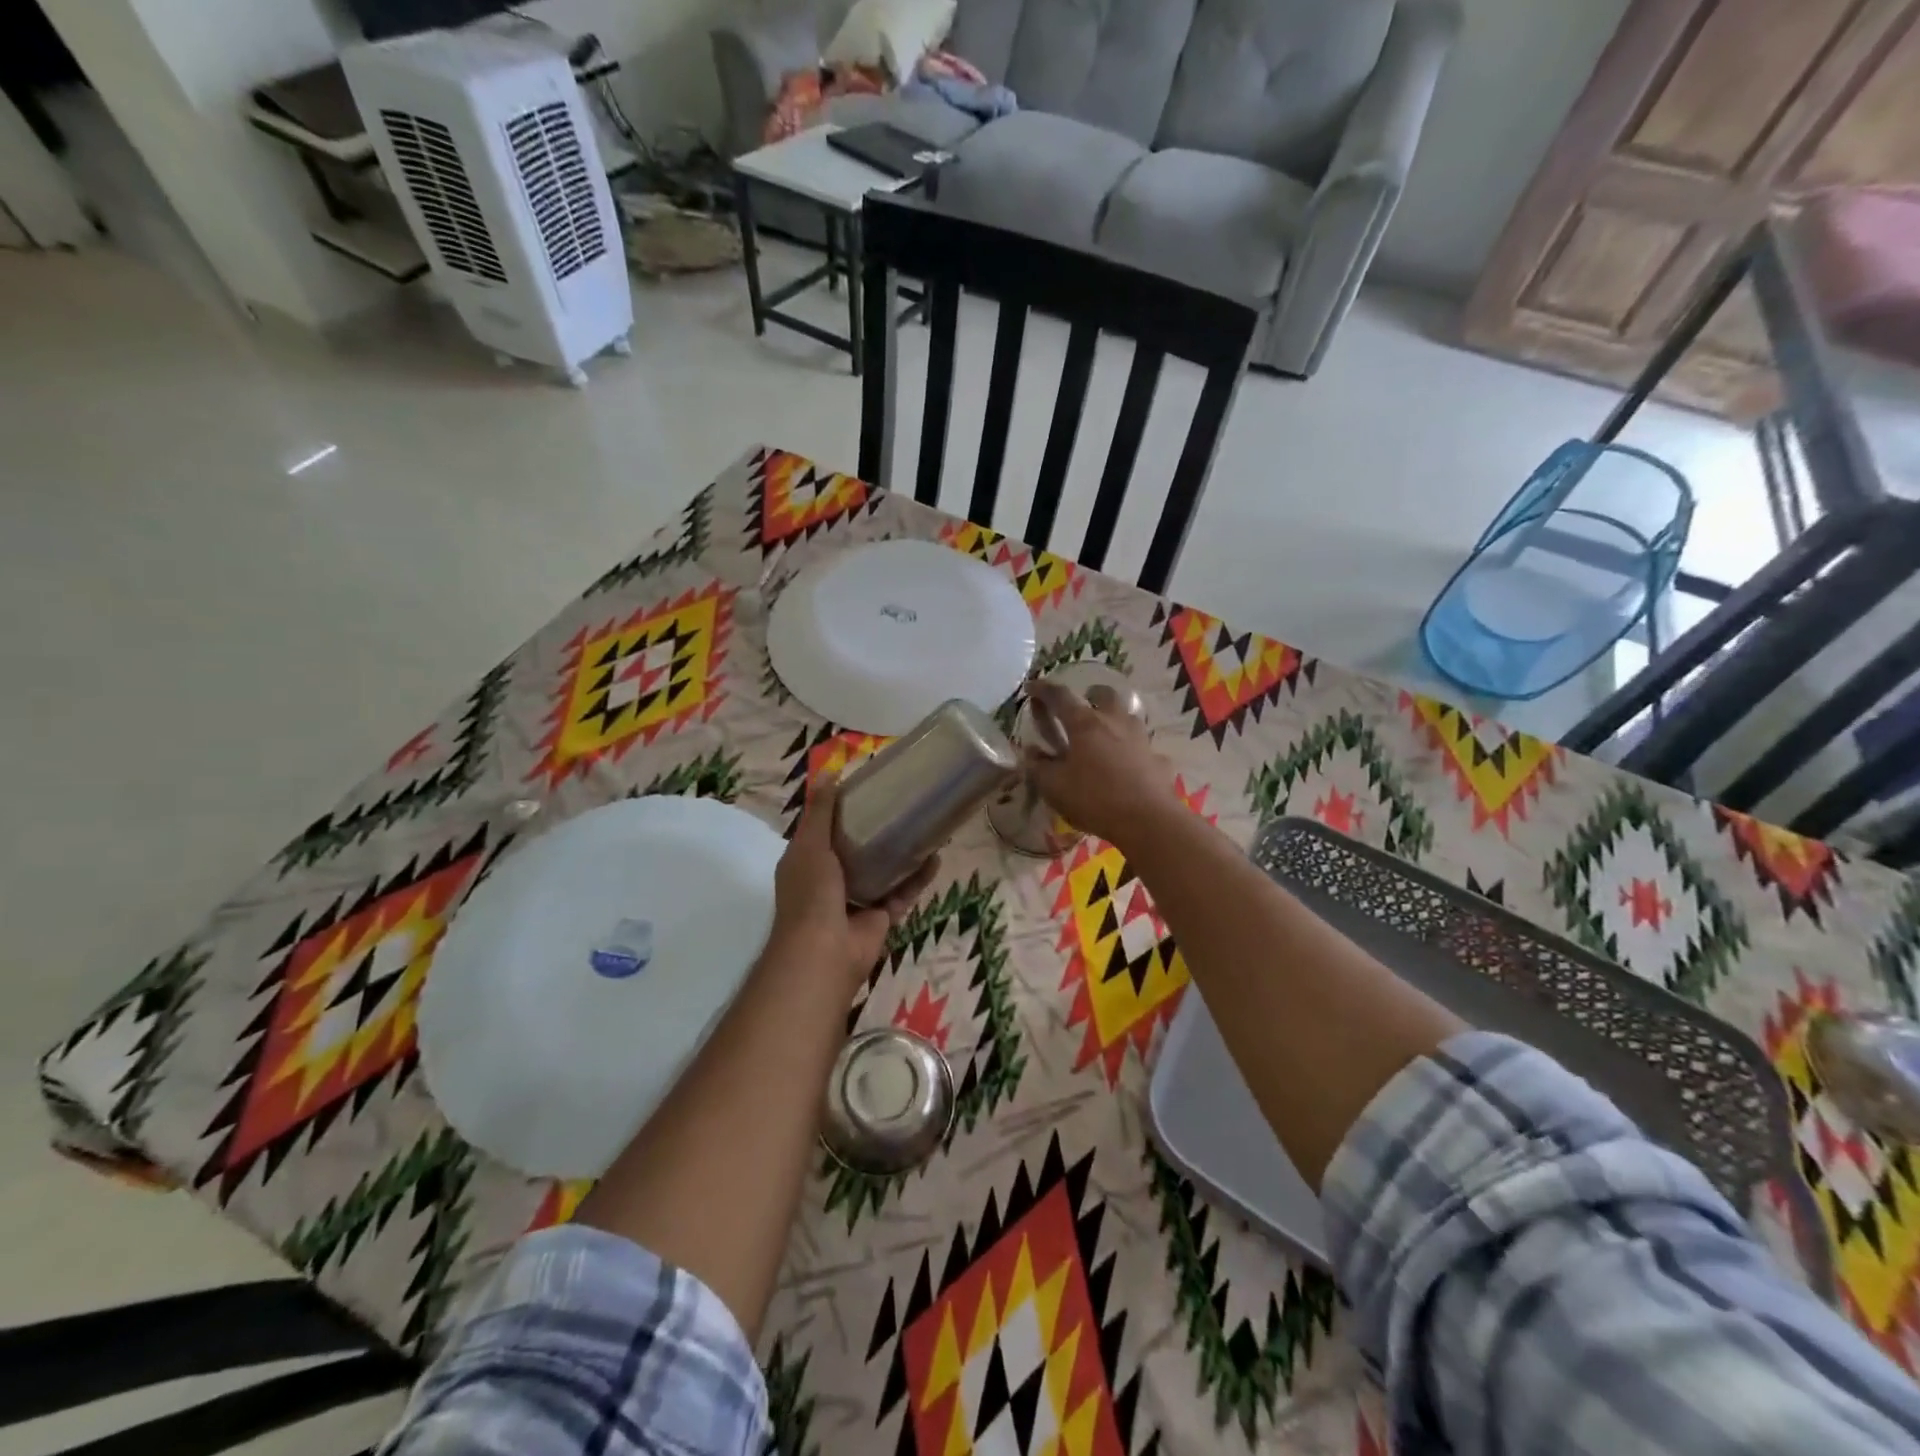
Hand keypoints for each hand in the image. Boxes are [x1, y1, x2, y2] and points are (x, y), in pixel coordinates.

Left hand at [771, 775, 937, 989]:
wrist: (824, 953)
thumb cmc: (811, 893)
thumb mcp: (811, 845)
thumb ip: (821, 812)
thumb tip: (829, 773)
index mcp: (808, 862)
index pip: (824, 829)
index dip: (841, 810)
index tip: (866, 788)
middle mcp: (830, 879)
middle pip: (857, 848)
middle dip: (877, 829)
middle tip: (903, 804)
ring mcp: (857, 899)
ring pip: (883, 870)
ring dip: (902, 852)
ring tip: (924, 827)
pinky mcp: (882, 916)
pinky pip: (902, 891)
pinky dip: (917, 877)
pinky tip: (935, 857)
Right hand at [1021, 678, 1180, 848]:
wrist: (1148, 821)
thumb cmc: (1094, 799)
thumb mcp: (1054, 787)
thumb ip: (1039, 767)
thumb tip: (1032, 753)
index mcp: (1085, 724)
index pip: (1060, 696)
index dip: (1043, 689)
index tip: (1031, 687)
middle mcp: (1115, 722)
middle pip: (1104, 695)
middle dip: (1090, 695)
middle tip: (1081, 709)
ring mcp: (1141, 739)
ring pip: (1128, 717)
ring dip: (1114, 721)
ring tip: (1104, 738)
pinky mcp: (1159, 760)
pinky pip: (1143, 748)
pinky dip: (1133, 753)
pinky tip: (1128, 769)